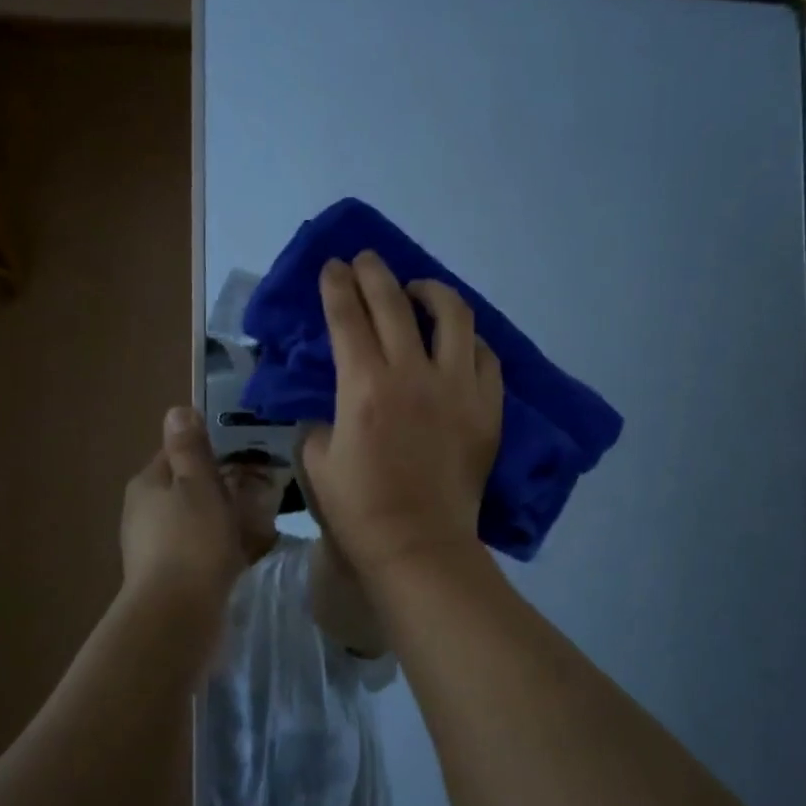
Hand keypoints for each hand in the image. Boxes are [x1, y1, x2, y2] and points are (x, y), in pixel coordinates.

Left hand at [121, 406, 243, 610]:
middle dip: (220, 487)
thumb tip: (176, 409)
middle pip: (187, 487)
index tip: (246, 458)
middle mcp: (142, 511)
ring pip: (193, 519)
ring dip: (220, 518)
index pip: (178, 453)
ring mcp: (150, 546)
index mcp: (147, 483)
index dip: (212, 452)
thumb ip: (190, 448)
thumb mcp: (198, 484)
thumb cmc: (192, 540)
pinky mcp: (165, 575)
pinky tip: (240, 555)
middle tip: (258, 492)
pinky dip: (216, 546)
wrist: (176, 615)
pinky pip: (196, 549)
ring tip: (257, 523)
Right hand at [300, 252, 502, 579]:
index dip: (337, 284)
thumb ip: (318, 421)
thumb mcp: (316, 461)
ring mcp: (457, 388)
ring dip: (431, 291)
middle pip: (394, 302)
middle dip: (374, 272)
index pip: (347, 316)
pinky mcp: (488, 407)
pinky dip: (468, 339)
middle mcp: (413, 374)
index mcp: (364, 386)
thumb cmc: (360, 509)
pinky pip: (484, 356)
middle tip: (366, 260)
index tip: (333, 265)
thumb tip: (334, 406)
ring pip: (453, 316)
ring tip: (418, 291)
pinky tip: (457, 340)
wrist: (420, 546)